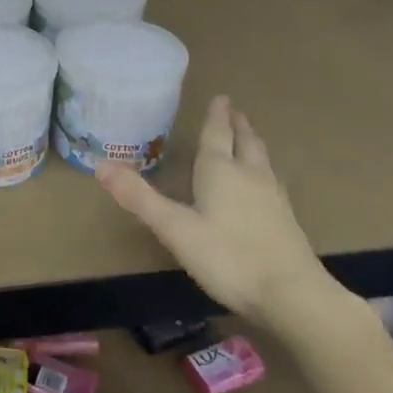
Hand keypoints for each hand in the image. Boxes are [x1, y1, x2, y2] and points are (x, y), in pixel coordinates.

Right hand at [97, 96, 332, 322]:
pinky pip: (272, 182)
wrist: (292, 295)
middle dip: (237, 125)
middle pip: (245, 142)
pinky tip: (265, 185)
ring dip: (253, 144)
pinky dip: (264, 171)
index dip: (217, 116)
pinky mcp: (287, 221)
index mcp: (221, 171)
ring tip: (248, 138)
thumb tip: (100, 165)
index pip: (217, 134)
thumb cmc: (228, 257)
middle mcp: (250, 176)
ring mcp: (273, 198)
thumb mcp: (175, 229)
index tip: (221, 96)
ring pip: (262, 160)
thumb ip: (140, 198)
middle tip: (235, 111)